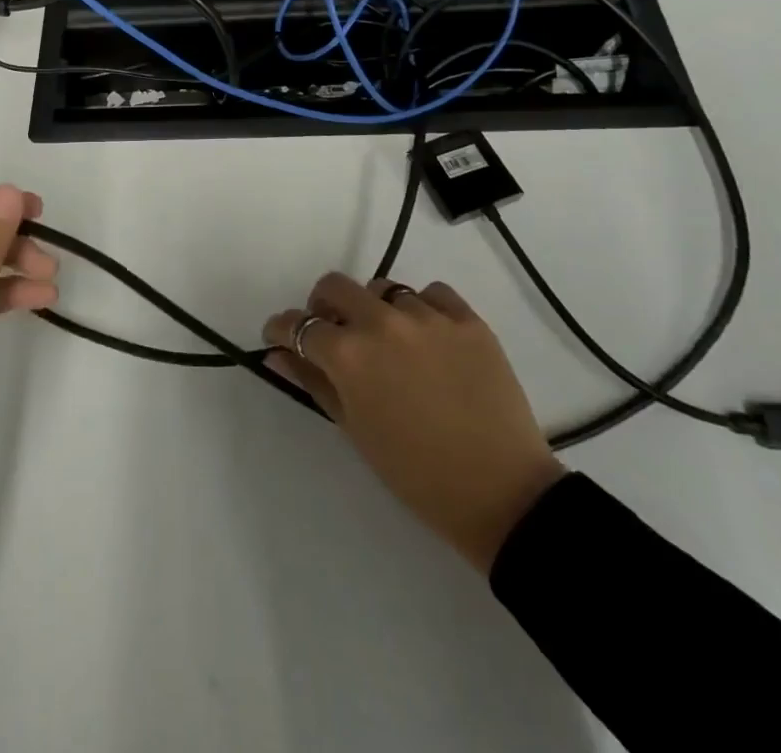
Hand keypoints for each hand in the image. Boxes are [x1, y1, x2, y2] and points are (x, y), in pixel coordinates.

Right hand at [265, 275, 564, 574]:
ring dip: (375, 309)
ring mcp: (428, 317)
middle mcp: (381, 322)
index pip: (298, 325)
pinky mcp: (468, 320)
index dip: (281, 330)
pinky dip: (422, 308)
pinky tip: (427, 337)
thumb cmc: (415, 473)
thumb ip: (312, 381)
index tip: (279, 337)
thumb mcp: (353, 428)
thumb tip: (278, 353)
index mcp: (348, 354)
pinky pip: (433, 294)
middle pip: (335, 286)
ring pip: (384, 289)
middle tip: (332, 332)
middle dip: (322, 306)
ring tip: (389, 341)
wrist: (502, 494)